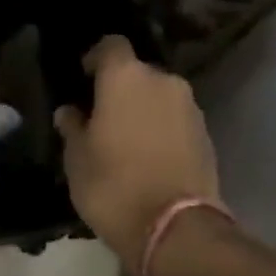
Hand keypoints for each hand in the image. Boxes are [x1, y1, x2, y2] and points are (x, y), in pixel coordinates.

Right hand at [54, 35, 218, 275]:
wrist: (175, 228)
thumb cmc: (113, 186)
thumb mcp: (77, 160)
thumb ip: (73, 128)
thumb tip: (70, 112)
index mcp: (126, 78)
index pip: (111, 46)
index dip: (95, 58)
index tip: (83, 78)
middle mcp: (163, 82)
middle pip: (137, 73)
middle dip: (119, 90)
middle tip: (100, 117)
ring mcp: (190, 108)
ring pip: (159, 98)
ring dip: (142, 111)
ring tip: (124, 141)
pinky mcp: (206, 135)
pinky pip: (175, 122)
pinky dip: (160, 131)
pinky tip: (147, 158)